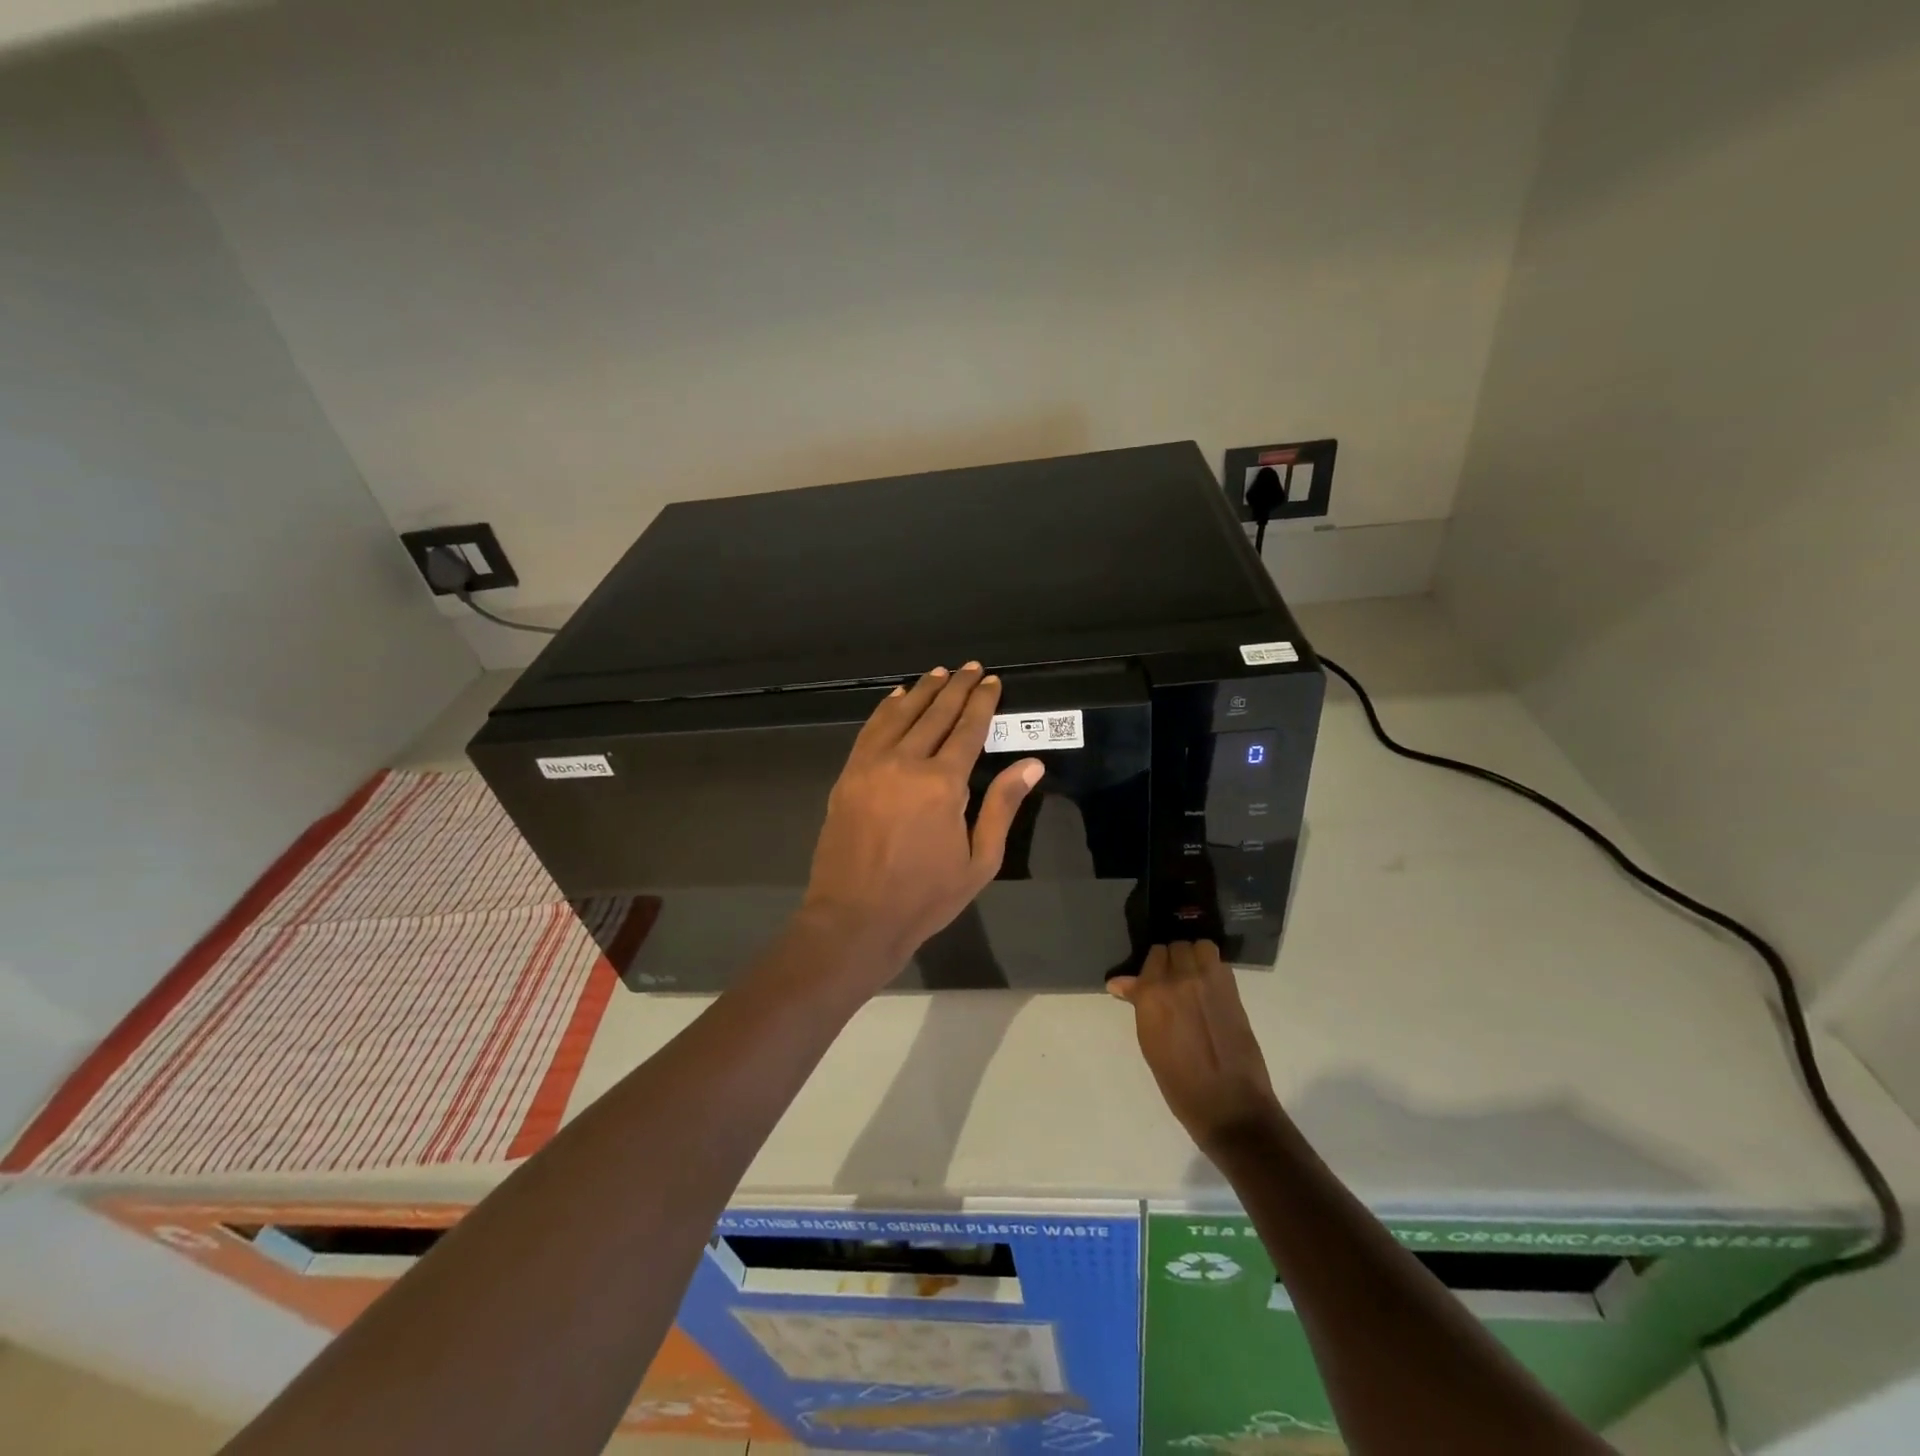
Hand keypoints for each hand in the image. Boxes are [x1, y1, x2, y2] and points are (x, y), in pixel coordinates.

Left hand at [802, 663, 1044, 979]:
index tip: (992, 681)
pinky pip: (870, 730)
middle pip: (935, 714)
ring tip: (939, 673)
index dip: (982, 702)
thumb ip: (1002, 807)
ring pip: (900, 715)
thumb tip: (1031, 765)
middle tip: (971, 668)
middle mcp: (906, 763)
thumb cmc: (924, 897)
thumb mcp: (979, 861)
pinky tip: (896, 697)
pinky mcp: (848, 775)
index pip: (968, 729)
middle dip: (956, 688)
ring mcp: (871, 766)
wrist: (855, 918)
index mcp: (943, 784)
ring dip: (922, 691)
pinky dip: (886, 709)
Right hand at [1109, 941, 1281, 1152]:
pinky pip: (1218, 962)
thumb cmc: (1179, 1082)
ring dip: (1194, 956)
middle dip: (1172, 960)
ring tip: (1194, 976)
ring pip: (1199, 947)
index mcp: (1152, 994)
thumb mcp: (1149, 1042)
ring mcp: (1209, 982)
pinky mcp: (1233, 990)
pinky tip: (1210, 987)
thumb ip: (1139, 1004)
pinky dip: (1212, 966)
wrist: (1229, 1105)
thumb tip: (1118, 983)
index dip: (1153, 968)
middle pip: (1175, 948)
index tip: (1153, 979)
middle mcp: (1179, 979)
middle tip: (1173, 980)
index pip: (1152, 957)